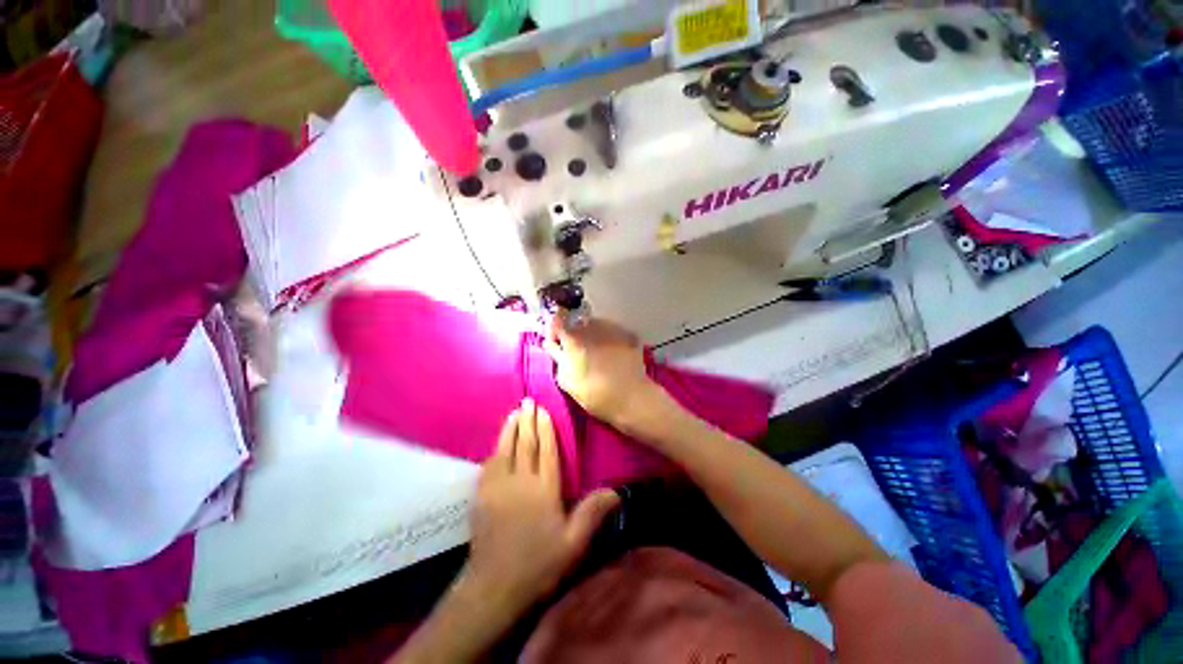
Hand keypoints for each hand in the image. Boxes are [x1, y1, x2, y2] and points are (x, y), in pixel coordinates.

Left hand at [465, 398, 619, 613]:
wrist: (493, 588)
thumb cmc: (538, 564)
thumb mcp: (573, 544)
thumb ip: (592, 514)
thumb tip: (616, 491)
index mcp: (544, 490)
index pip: (546, 451)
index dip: (545, 429)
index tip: (543, 410)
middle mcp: (520, 482)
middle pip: (525, 445)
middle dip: (527, 421)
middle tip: (527, 401)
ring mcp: (498, 488)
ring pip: (504, 450)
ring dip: (509, 430)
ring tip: (513, 413)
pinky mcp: (481, 497)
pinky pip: (489, 465)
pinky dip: (494, 450)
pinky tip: (496, 445)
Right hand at [546, 318, 665, 432]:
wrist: (632, 398)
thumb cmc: (594, 393)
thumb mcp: (566, 380)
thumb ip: (557, 357)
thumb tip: (553, 344)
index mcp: (573, 337)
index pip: (557, 321)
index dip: (555, 330)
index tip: (557, 341)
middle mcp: (592, 326)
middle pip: (577, 323)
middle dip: (575, 334)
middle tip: (578, 352)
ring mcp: (612, 328)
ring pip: (595, 326)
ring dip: (592, 335)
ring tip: (598, 355)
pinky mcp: (627, 333)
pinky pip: (612, 332)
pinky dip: (609, 339)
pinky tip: (613, 355)